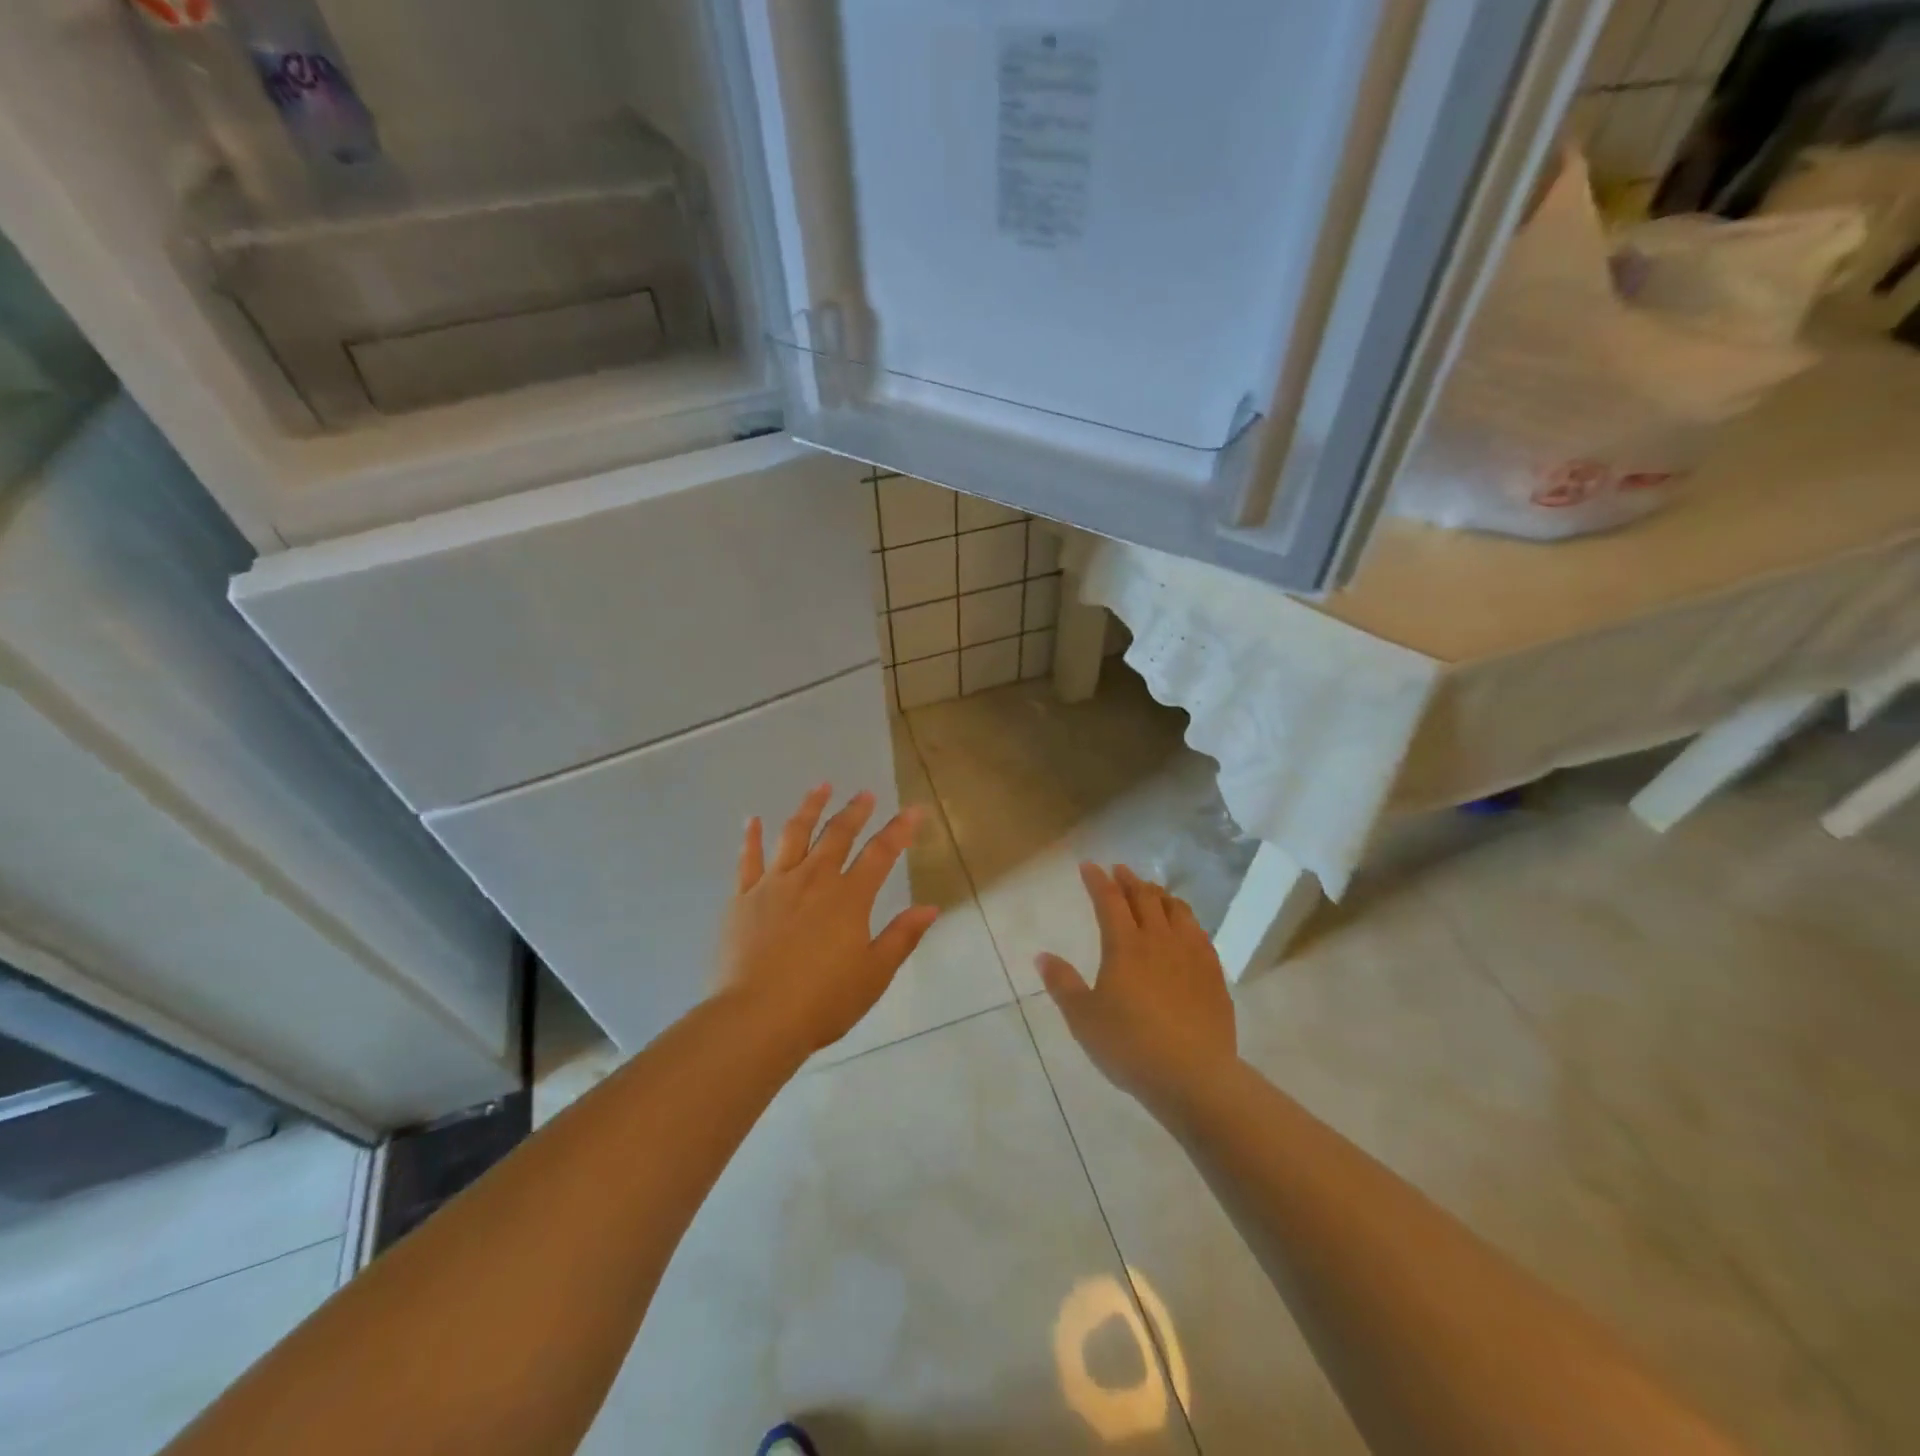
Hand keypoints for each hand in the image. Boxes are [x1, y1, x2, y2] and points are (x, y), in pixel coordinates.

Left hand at [719, 784, 939, 1053]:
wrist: (756, 1019)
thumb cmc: (822, 1001)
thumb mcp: (874, 975)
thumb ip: (901, 937)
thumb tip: (930, 908)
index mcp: (849, 898)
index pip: (881, 853)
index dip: (900, 829)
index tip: (914, 810)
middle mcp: (813, 880)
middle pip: (838, 835)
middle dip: (855, 811)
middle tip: (865, 794)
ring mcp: (774, 885)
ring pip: (794, 834)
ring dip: (809, 808)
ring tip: (821, 787)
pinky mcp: (743, 898)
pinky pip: (748, 859)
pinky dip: (751, 837)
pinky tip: (753, 819)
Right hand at [1037, 863, 1236, 1104]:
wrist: (1194, 1076)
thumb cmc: (1130, 1045)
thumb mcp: (1083, 1018)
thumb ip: (1063, 984)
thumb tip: (1042, 956)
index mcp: (1125, 945)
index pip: (1109, 901)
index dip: (1098, 881)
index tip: (1089, 865)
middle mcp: (1159, 940)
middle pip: (1145, 898)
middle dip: (1129, 880)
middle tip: (1120, 870)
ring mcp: (1191, 955)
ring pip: (1177, 910)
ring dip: (1161, 894)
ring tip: (1153, 891)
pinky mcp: (1214, 974)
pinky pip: (1200, 933)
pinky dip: (1186, 920)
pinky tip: (1186, 928)